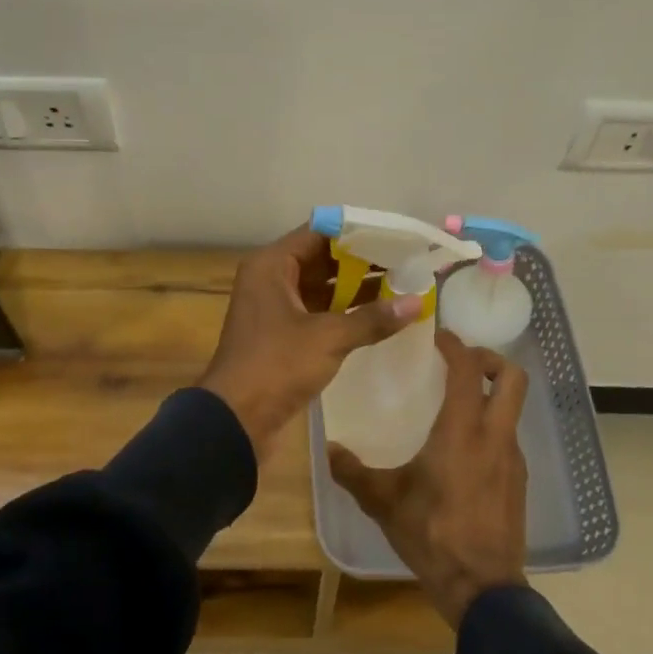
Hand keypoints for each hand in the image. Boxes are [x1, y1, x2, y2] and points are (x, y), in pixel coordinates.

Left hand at [198, 226, 421, 454]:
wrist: (235, 420)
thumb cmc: (276, 365)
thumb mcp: (328, 338)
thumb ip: (372, 318)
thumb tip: (417, 302)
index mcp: (272, 265)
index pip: (319, 233)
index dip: (357, 234)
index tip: (394, 237)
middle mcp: (271, 279)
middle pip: (322, 259)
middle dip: (363, 261)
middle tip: (405, 261)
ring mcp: (276, 307)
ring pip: (322, 286)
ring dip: (357, 287)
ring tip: (401, 285)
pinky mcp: (283, 334)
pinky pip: (319, 311)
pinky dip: (345, 311)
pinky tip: (379, 315)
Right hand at [328, 330, 530, 628]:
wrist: (482, 587)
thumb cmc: (432, 534)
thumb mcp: (384, 502)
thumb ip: (354, 473)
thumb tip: (328, 449)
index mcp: (463, 430)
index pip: (469, 369)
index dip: (456, 345)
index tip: (437, 337)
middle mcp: (495, 436)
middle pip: (513, 378)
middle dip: (490, 360)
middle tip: (461, 362)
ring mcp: (513, 459)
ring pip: (513, 408)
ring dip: (491, 395)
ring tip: (456, 405)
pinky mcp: (519, 481)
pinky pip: (508, 437)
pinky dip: (491, 426)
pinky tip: (464, 450)